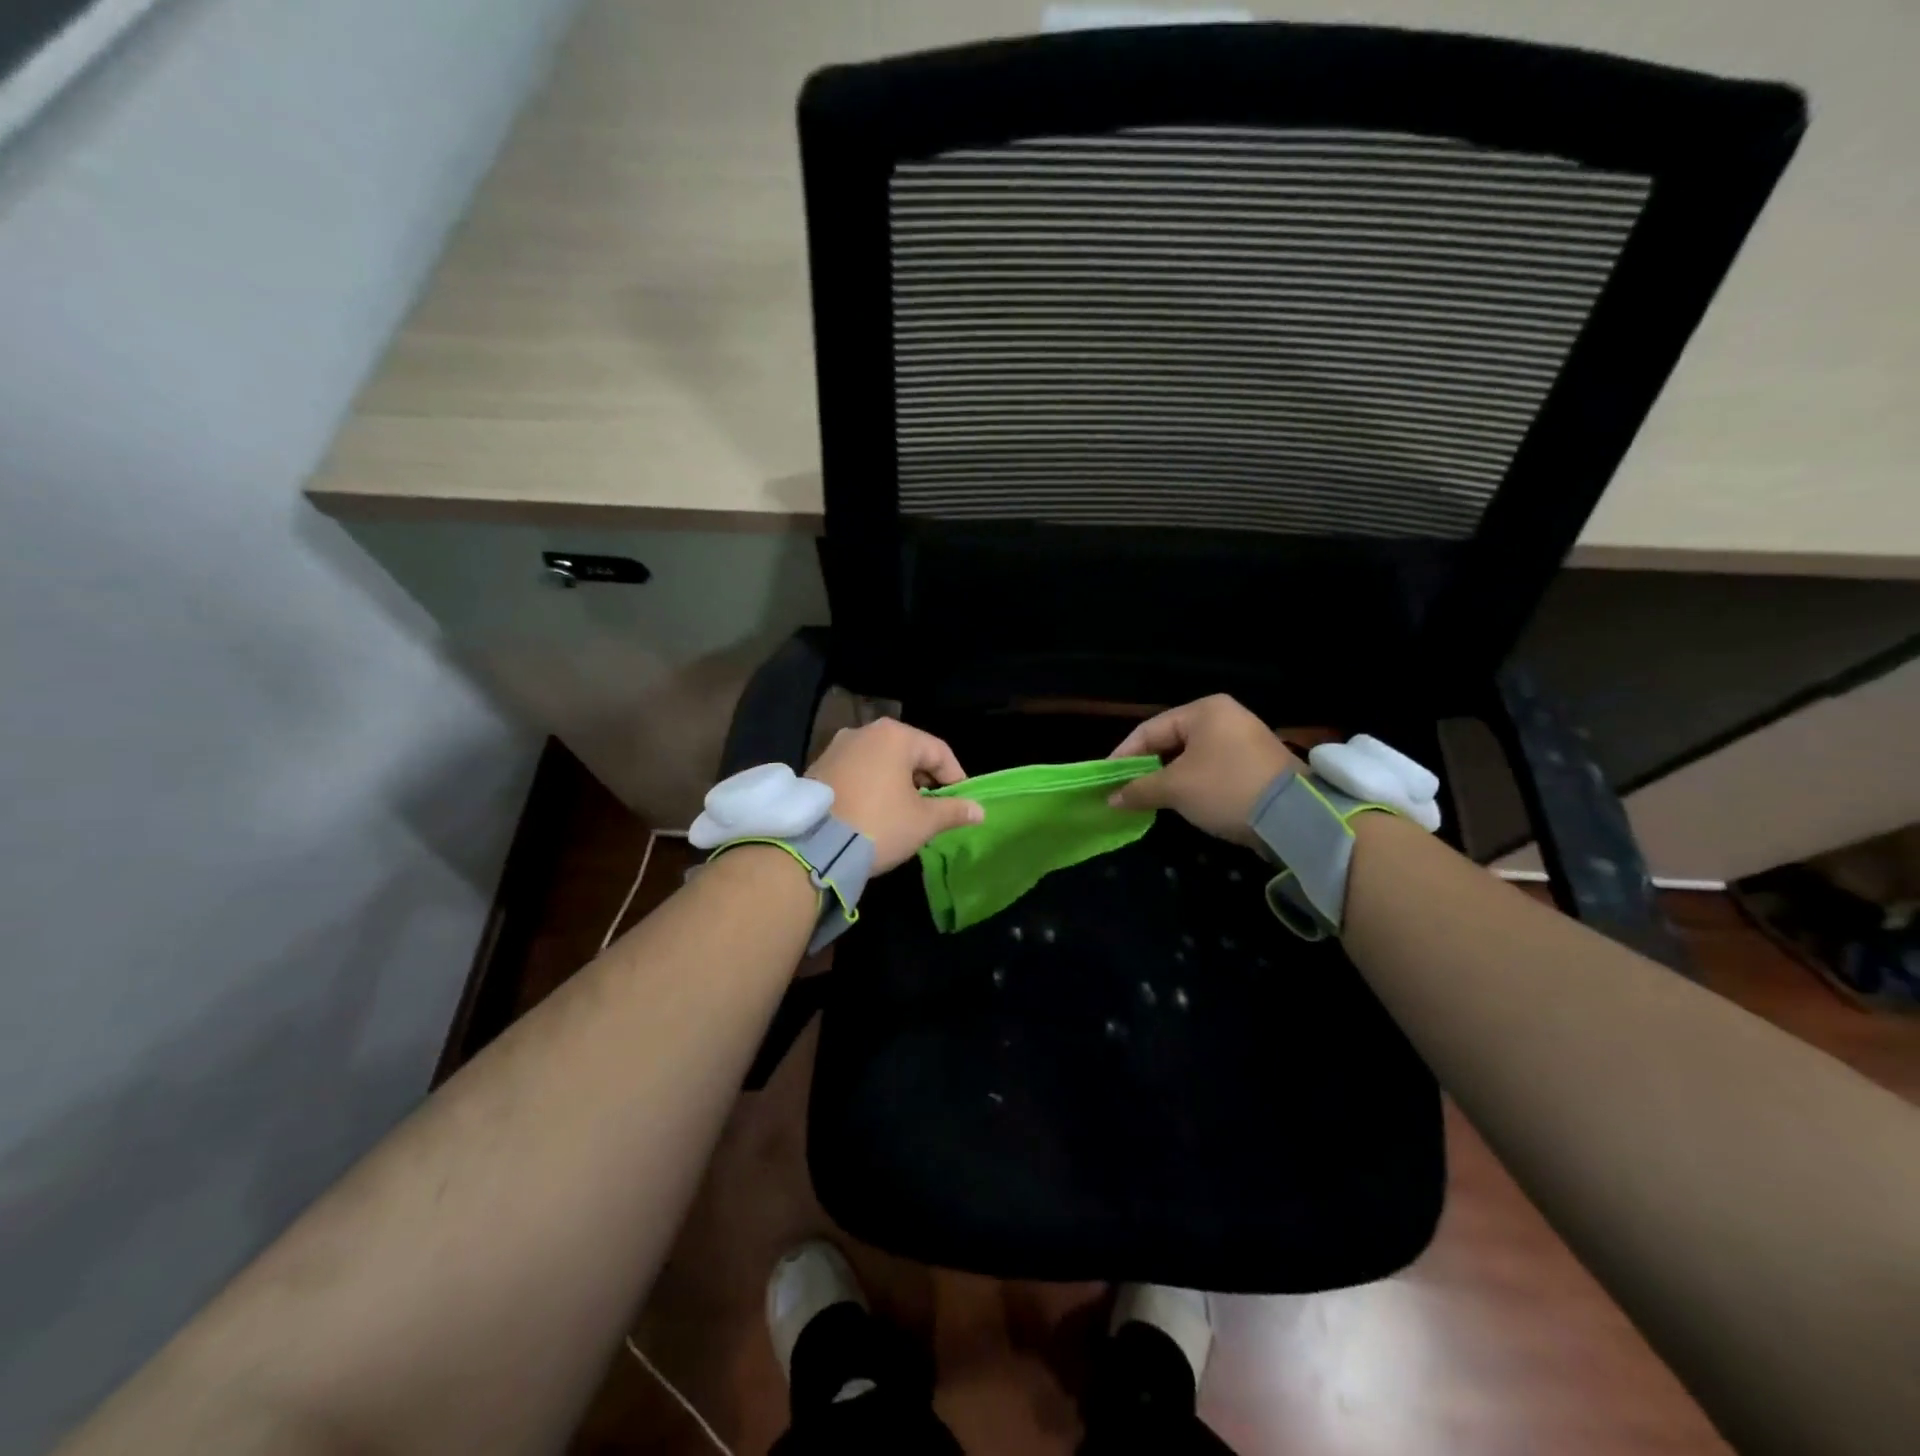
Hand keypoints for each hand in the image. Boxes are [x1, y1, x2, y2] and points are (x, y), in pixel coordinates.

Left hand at [806, 719, 984, 873]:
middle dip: (925, 779)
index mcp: (895, 736)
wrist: (814, 846)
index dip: (955, 777)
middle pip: (908, 752)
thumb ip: (953, 810)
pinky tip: (874, 810)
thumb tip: (979, 810)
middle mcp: (865, 732)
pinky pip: (857, 771)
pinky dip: (871, 785)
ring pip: (880, 761)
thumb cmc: (879, 825)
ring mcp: (837, 747)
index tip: (961, 803)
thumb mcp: (923, 822)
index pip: (938, 751)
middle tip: (934, 808)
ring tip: (904, 811)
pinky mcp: (818, 767)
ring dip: (897, 782)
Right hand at [1107, 695, 1299, 846]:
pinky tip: (1180, 802)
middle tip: (1125, 791)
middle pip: (1171, 741)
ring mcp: (1243, 740)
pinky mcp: (1255, 764)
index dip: (1124, 755)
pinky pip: (1211, 769)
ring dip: (1168, 778)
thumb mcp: (1175, 788)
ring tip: (1147, 799)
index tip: (1106, 780)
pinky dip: (1192, 784)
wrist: (1294, 817)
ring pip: (1191, 757)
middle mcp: (1225, 717)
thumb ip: (1138, 789)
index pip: (1150, 729)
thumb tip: (1111, 799)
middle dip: (1146, 768)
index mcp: (1204, 710)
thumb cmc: (1226, 788)